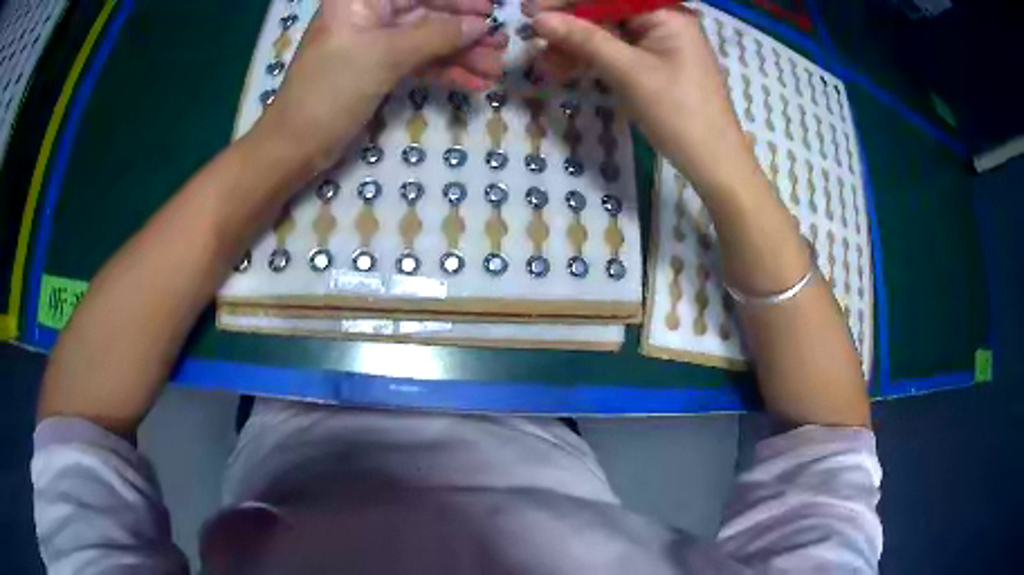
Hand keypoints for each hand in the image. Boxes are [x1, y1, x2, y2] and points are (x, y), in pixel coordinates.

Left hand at [254, 0, 506, 170]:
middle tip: (500, 46)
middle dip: (465, 31)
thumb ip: (437, 35)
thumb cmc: (331, 89)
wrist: (296, 145)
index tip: (491, 11)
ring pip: (426, 40)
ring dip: (461, 55)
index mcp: (362, 0)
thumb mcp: (386, 56)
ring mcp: (374, 42)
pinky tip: (473, 83)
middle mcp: (370, 14)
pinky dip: (444, 72)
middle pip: (427, 13)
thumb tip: (481, 24)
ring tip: (494, 70)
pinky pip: (418, 62)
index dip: (457, 0)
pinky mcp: (378, 68)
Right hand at [532, 6, 758, 194]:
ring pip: (607, 34)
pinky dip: (592, 60)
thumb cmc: (679, 113)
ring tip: (545, 63)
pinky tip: (564, 69)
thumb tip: (540, 20)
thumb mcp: (629, 72)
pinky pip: (617, 53)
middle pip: (606, 11)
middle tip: (533, 37)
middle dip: (569, 25)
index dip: (568, 1)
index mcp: (665, 14)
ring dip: (575, 46)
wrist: (715, 163)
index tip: (531, 10)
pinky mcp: (654, 66)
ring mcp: (659, 45)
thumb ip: (584, 40)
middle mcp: (662, 21)